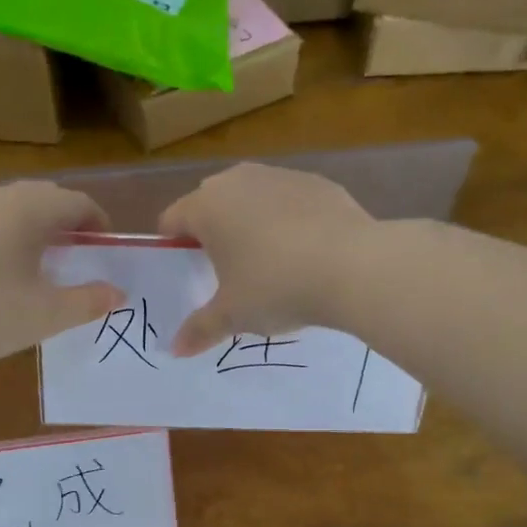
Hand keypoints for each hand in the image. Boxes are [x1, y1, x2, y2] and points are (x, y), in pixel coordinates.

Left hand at [0, 182, 123, 376]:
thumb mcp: (46, 315)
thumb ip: (88, 301)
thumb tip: (117, 294)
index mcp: (24, 210)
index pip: (74, 201)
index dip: (96, 222)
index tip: (102, 247)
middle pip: (36, 197)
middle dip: (60, 220)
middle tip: (70, 254)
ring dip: (23, 227)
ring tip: (28, 263)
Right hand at [159, 164, 376, 356]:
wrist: (353, 266)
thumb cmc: (276, 288)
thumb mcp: (233, 316)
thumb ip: (200, 329)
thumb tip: (175, 350)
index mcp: (207, 207)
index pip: (172, 219)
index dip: (173, 246)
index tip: (186, 272)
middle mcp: (238, 180)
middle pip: (211, 202)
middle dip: (213, 231)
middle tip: (225, 270)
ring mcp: (281, 176)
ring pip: (252, 197)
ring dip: (251, 222)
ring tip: (268, 261)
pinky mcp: (318, 183)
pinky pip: (289, 201)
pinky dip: (289, 220)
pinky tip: (305, 252)